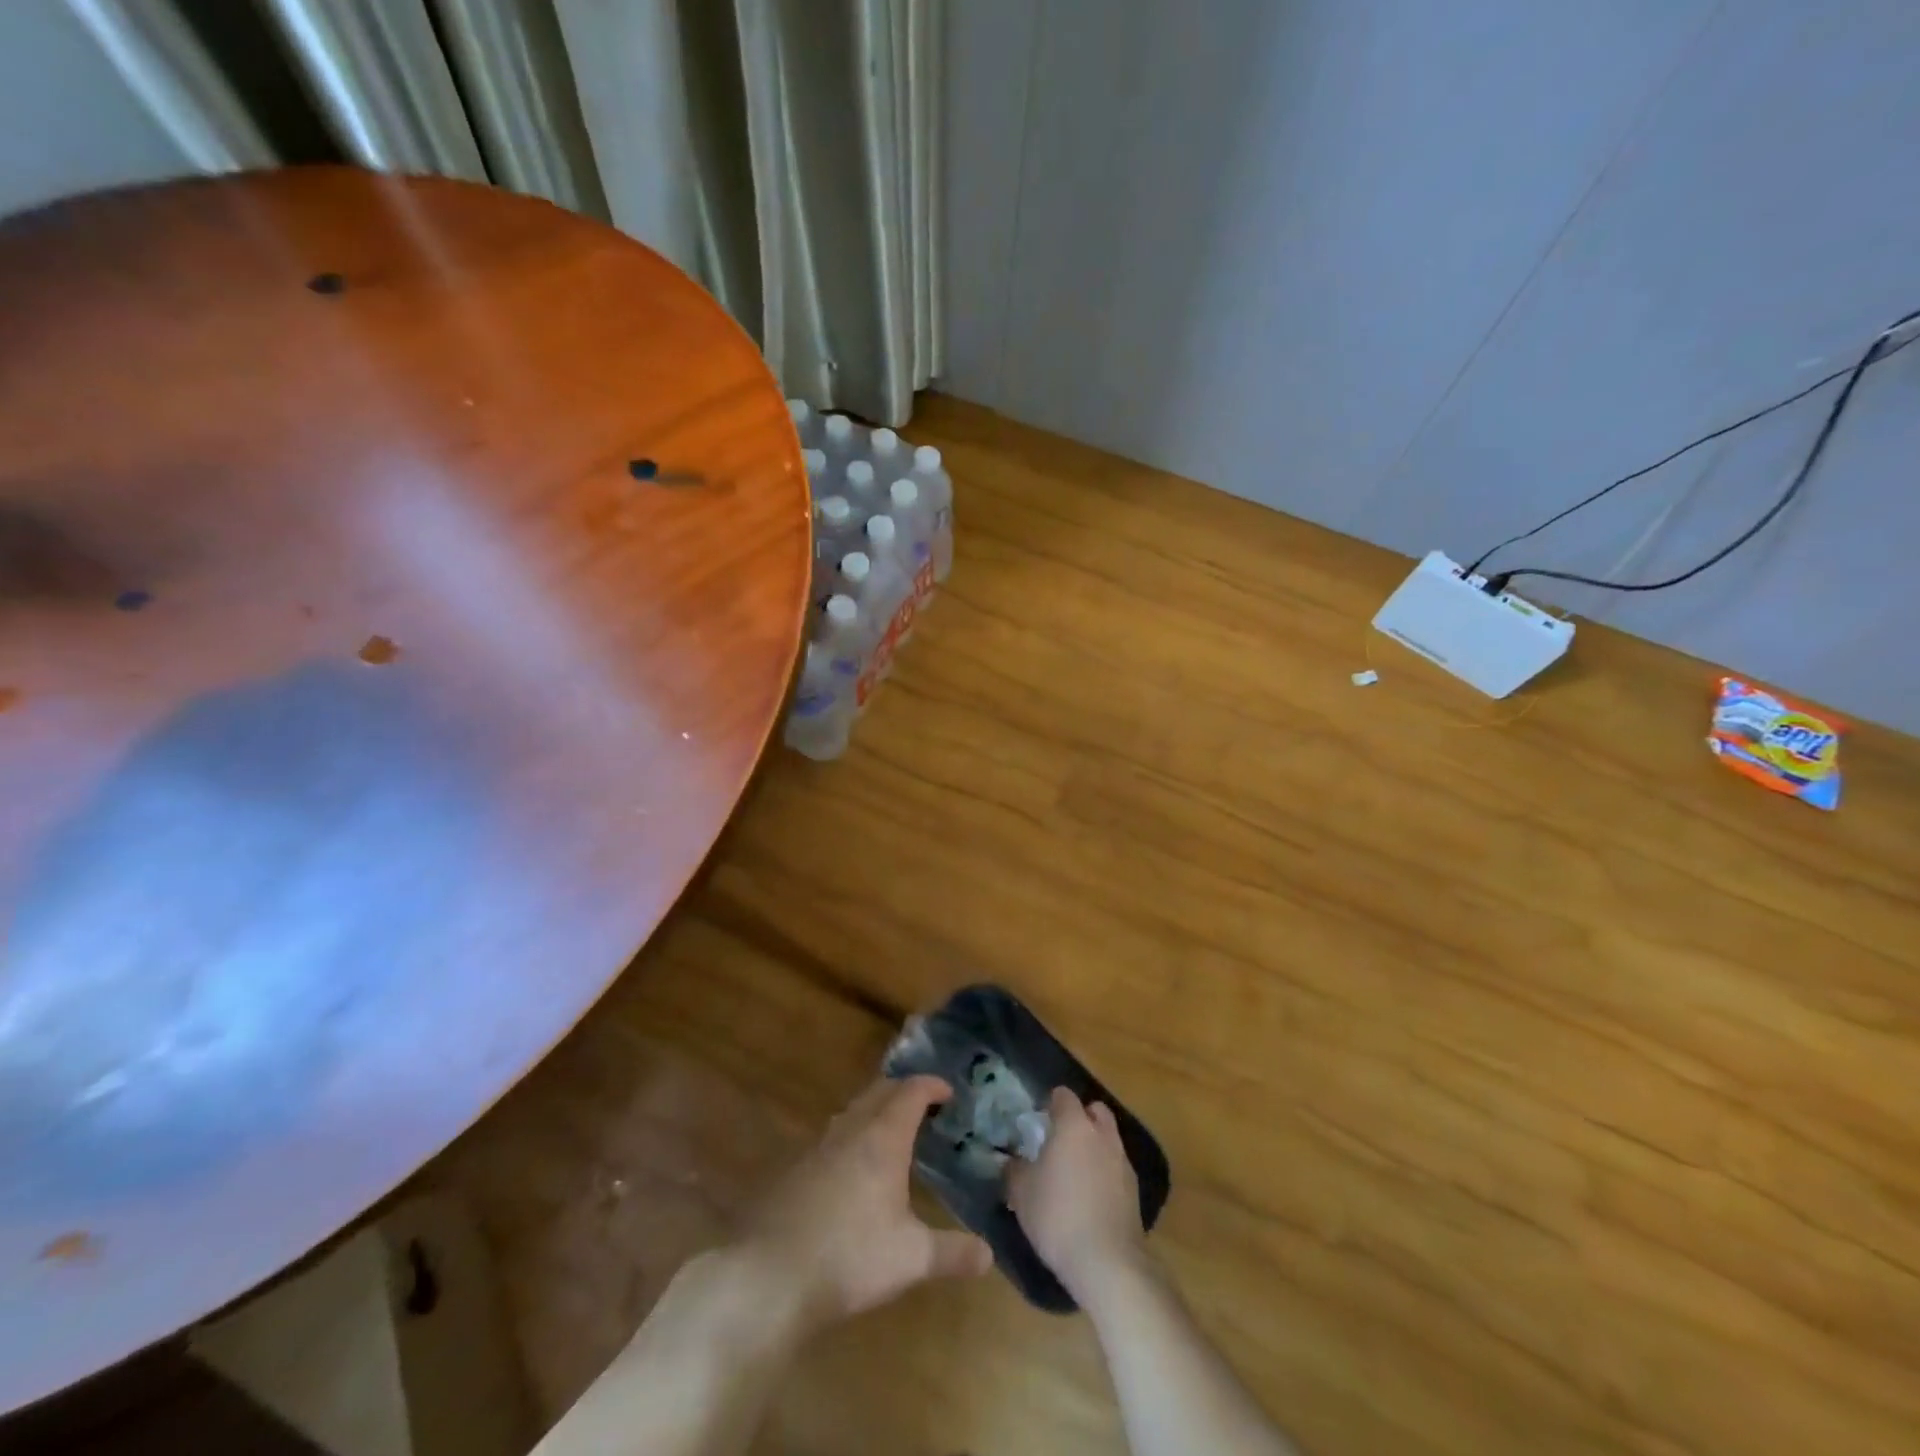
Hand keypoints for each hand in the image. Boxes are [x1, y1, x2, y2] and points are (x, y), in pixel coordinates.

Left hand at [738, 1075, 992, 1332]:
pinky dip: (854, 1134)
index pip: (911, 1091)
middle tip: (926, 1105)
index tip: (949, 1092)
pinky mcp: (797, 1168)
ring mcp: (820, 1146)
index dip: (932, 1086)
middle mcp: (851, 1130)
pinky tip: (856, 1168)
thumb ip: (952, 1253)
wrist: (770, 1276)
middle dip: (904, 1090)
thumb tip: (989, 1254)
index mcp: (882, 1138)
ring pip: (854, 1110)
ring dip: (876, 1110)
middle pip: (880, 1090)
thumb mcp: (911, 1259)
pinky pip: (834, 1135)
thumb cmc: (850, 1257)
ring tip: (894, 1131)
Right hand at [1006, 1087, 1147, 1302]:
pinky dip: (1105, 1172)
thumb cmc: (1057, 1216)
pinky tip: (1091, 1197)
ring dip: (1094, 1145)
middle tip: (1060, 1139)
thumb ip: (1014, 1169)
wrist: (1107, 1263)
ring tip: (1075, 1171)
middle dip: (1080, 1118)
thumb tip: (1011, 1160)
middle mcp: (1102, 1135)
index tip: (1039, 1119)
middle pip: (1094, 1110)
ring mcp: (1123, 1162)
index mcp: (1074, 1126)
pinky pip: (1117, 1167)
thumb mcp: (1021, 1193)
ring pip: (1108, 1139)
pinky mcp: (1135, 1191)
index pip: (1064, 1096)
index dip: (1051, 1103)